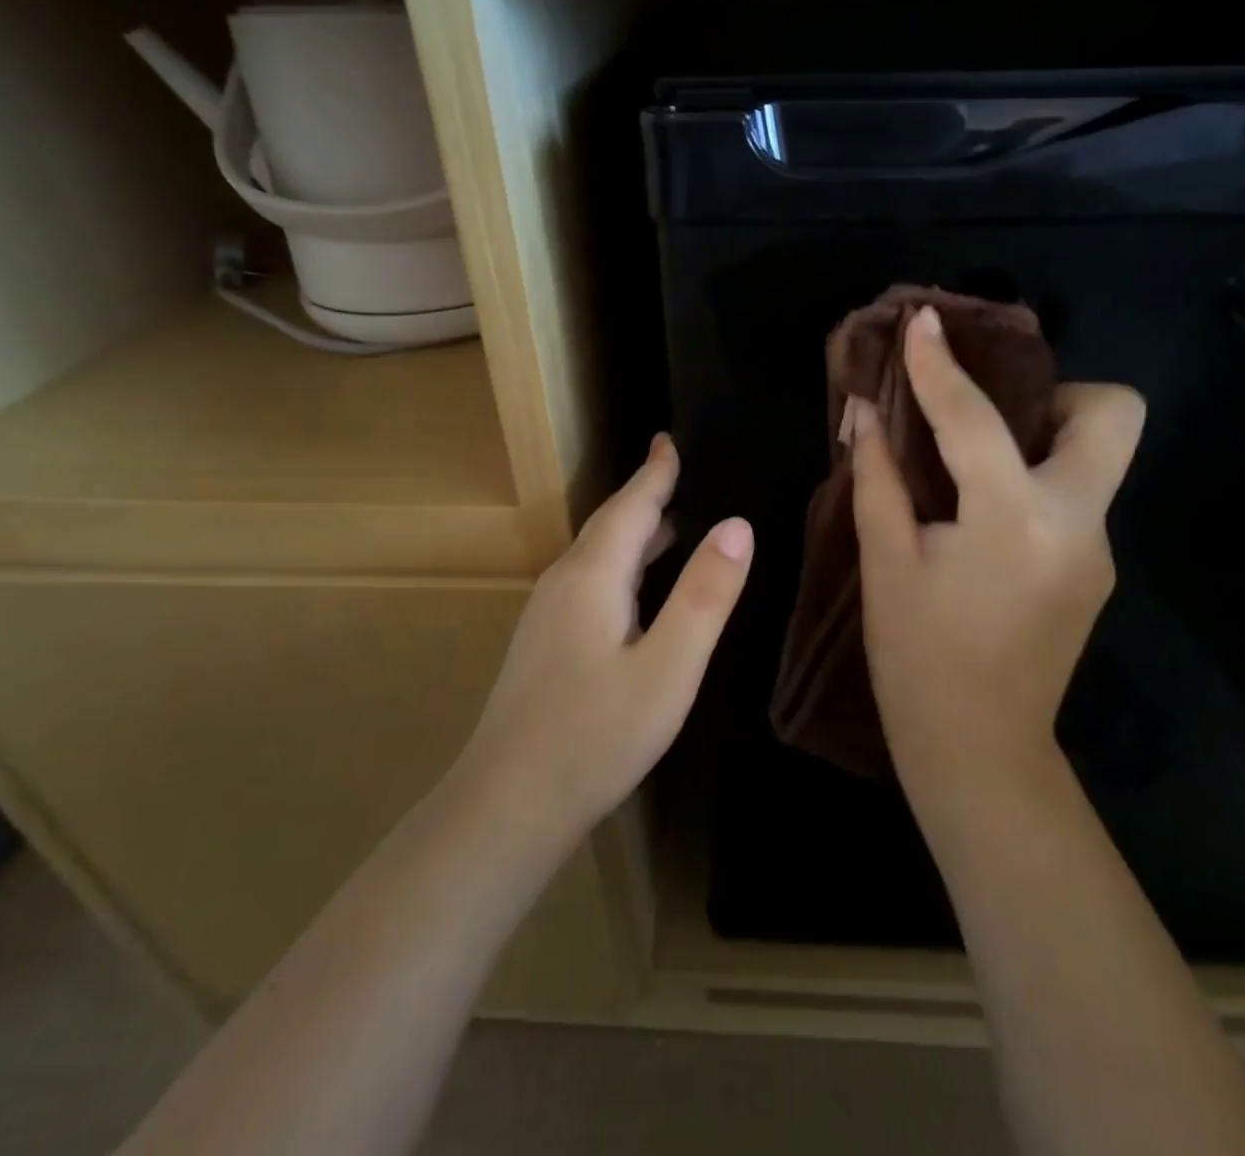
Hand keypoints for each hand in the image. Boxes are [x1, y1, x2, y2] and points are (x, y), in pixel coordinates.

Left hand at [457, 434, 752, 849]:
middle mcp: (564, 583)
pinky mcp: (546, 644)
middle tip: (682, 473)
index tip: (670, 438)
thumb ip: (704, 595)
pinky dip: (624, 566)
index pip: (630, 506)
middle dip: (647, 497)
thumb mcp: (668, 667)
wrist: (507, 805)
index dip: (655, 472)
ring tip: (675, 524)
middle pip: (611, 526)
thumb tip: (737, 525)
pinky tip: (641, 589)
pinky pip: (592, 583)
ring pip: (599, 556)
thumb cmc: (595, 736)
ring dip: (636, 534)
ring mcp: (548, 615)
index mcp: (593, 576)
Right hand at [851, 306, 1144, 796]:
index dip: (939, 365)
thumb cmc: (916, 658)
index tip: (923, 322)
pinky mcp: (1096, 570)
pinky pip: (1075, 497)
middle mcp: (1076, 523)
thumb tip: (863, 413)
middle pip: (1113, 414)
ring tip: (976, 464)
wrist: (979, 750)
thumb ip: (877, 477)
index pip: (974, 419)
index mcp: (1012, 520)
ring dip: (1042, 438)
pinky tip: (984, 517)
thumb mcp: (885, 562)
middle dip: (1057, 392)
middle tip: (992, 413)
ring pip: (1097, 456)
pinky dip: (1034, 483)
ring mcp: (1098, 548)